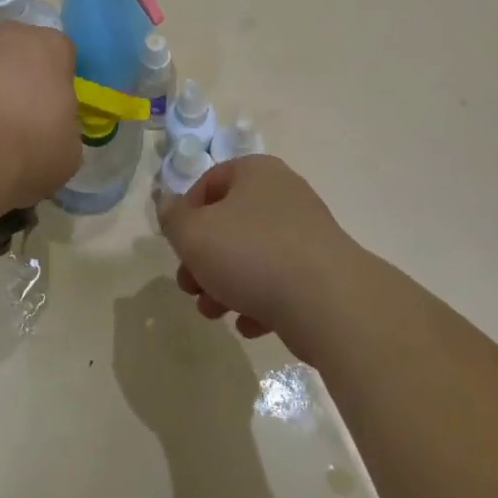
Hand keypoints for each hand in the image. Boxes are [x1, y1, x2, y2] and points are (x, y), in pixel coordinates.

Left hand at [0, 25, 80, 211]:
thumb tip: (46, 130)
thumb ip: (60, 126)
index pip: (56, 56)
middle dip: (7, 80)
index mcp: (47, 48)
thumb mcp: (67, 150)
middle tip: (4, 125)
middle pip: (9, 52)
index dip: (50, 85)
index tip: (44, 115)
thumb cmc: (27, 152)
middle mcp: (2, 34)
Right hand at [156, 155, 365, 359]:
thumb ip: (172, 217)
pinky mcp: (321, 271)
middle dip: (203, 258)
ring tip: (213, 312)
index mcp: (255, 173)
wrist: (328, 302)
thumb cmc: (250, 254)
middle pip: (229, 223)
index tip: (178, 245)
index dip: (187, 213)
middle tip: (189, 286)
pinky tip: (249, 324)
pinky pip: (280, 282)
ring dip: (225, 284)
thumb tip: (168, 204)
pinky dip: (259, 301)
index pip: (210, 181)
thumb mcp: (192, 233)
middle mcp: (284, 195)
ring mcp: (307, 234)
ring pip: (252, 256)